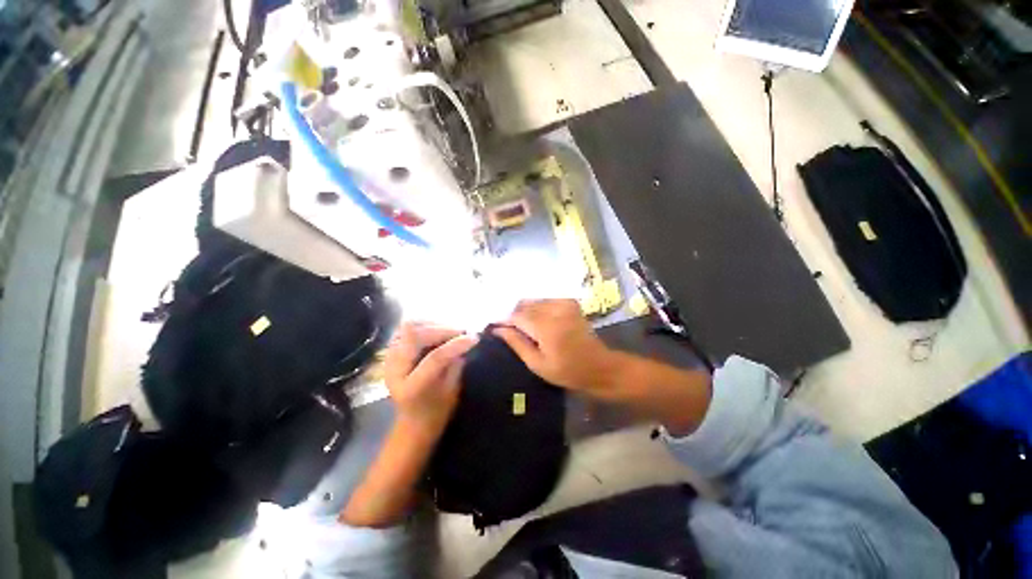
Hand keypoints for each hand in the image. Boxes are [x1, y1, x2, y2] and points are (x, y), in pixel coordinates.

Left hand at [384, 323, 477, 431]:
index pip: (434, 358)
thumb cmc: (437, 411)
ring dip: (433, 325)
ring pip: (408, 327)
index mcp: (412, 388)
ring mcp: (389, 359)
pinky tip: (438, 332)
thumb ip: (456, 364)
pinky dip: (424, 325)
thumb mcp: (452, 391)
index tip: (475, 338)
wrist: (412, 422)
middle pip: (414, 336)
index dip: (455, 345)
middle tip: (462, 332)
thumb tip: (466, 339)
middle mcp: (394, 371)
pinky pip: (406, 329)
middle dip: (442, 329)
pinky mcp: (391, 352)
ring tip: (450, 331)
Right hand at [492, 299, 619, 392]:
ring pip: (534, 301)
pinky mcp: (570, 303)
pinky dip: (538, 307)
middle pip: (525, 305)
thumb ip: (517, 343)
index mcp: (546, 327)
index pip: (517, 316)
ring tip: (523, 326)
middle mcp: (555, 310)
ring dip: (525, 311)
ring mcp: (564, 304)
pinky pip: (545, 300)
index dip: (504, 320)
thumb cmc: (567, 371)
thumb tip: (498, 329)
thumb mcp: (537, 364)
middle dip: (514, 315)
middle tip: (509, 329)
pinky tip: (537, 320)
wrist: (599, 366)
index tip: (495, 327)